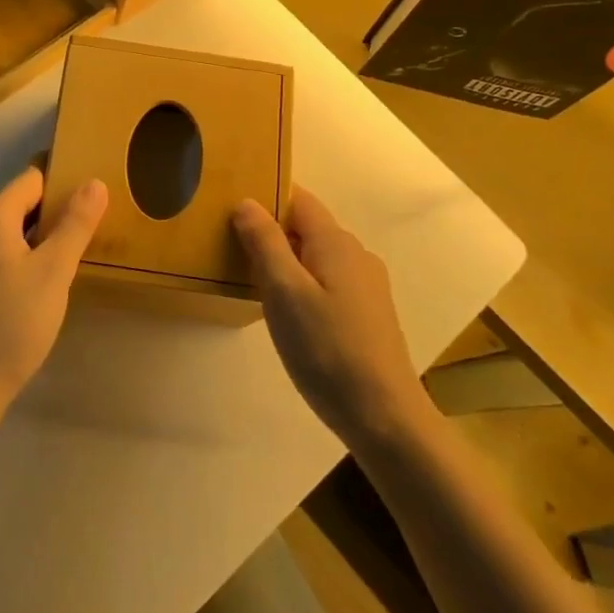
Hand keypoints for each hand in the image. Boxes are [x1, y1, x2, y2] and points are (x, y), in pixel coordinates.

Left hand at [0, 165, 108, 418]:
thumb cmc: (13, 325)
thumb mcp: (55, 273)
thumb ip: (75, 223)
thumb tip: (94, 182)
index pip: (31, 178)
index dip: (60, 182)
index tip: (85, 196)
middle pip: (13, 205)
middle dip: (46, 217)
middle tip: (79, 241)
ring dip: (26, 241)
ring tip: (55, 269)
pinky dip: (5, 260)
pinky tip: (23, 290)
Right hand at [233, 188, 424, 447]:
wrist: (384, 417)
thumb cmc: (327, 349)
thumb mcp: (284, 292)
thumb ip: (265, 243)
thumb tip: (248, 202)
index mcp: (335, 242)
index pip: (299, 199)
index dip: (266, 196)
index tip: (230, 205)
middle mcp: (355, 255)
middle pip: (307, 227)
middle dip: (271, 231)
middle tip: (229, 246)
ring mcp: (366, 286)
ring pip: (316, 257)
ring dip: (285, 260)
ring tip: (249, 279)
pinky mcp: (367, 314)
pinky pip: (326, 282)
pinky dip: (301, 285)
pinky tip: (285, 313)